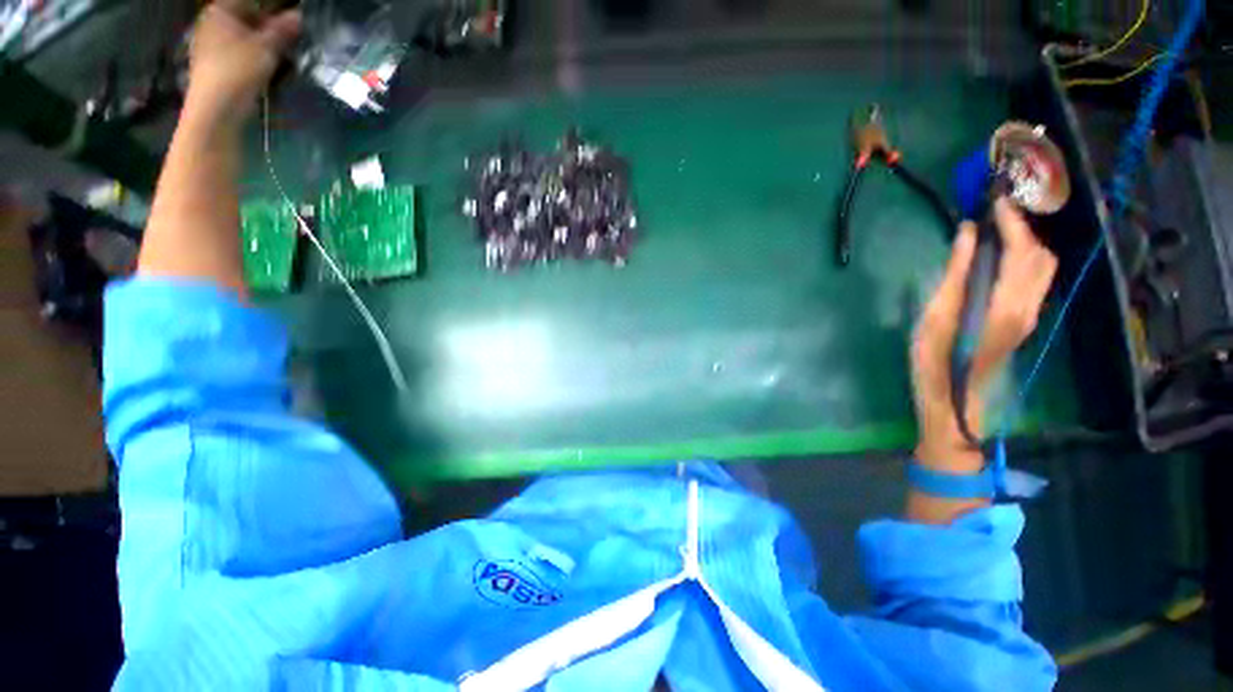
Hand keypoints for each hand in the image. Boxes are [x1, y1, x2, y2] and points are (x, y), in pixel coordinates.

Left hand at [186, 0, 300, 124]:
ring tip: (281, 56)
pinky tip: (264, 68)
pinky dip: (251, 56)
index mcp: (220, 10)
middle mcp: (210, 22)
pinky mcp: (212, 64)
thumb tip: (298, 15)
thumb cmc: (238, 70)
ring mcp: (208, 44)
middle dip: (267, 28)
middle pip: (245, 19)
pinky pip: (236, 53)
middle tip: (290, 40)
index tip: (292, 22)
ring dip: (261, 44)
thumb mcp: (267, 48)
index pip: (251, 2)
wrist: (215, 108)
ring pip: (241, 37)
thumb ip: (283, 30)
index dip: (273, 10)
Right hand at [911, 199, 1057, 459]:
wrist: (955, 403)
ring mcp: (1029, 315)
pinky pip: (1034, 280)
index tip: (993, 200)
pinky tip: (998, 258)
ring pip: (1042, 267)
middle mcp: (1028, 306)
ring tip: (995, 232)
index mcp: (1006, 305)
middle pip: (1040, 256)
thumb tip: (968, 233)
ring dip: (1025, 243)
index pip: (1022, 250)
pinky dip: (1022, 259)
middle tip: (992, 214)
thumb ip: (954, 274)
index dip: (1012, 221)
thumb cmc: (935, 363)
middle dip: (1023, 228)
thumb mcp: (934, 318)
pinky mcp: (1022, 321)